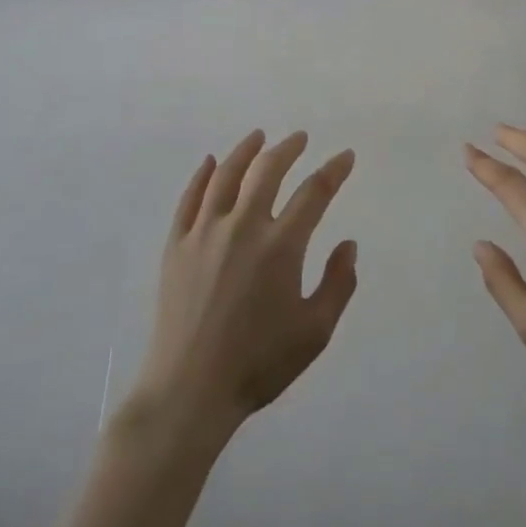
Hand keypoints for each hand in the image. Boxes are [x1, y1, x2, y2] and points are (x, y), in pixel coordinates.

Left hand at [125, 131, 358, 446]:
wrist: (190, 389)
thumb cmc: (259, 363)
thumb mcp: (315, 332)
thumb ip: (338, 283)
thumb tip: (348, 244)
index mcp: (281, 246)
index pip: (314, 193)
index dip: (333, 170)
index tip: (345, 156)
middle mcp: (243, 226)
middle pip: (268, 171)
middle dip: (288, 149)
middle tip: (299, 138)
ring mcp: (204, 232)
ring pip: (226, 175)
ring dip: (245, 150)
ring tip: (258, 137)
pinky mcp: (177, 244)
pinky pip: (190, 198)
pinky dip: (202, 175)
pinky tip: (209, 163)